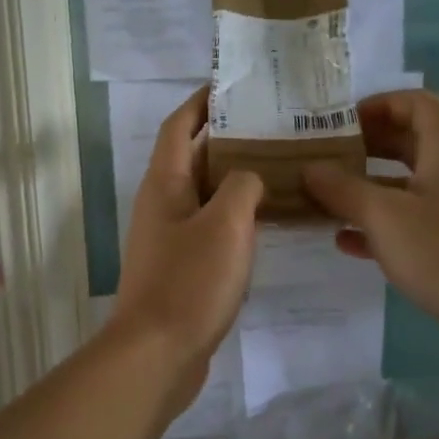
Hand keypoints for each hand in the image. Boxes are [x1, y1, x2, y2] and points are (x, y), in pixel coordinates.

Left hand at [110, 89, 263, 401]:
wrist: (158, 353)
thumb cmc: (190, 281)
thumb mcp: (227, 224)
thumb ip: (244, 186)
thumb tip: (250, 177)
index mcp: (164, 184)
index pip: (179, 126)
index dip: (202, 102)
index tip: (234, 85)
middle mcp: (161, 204)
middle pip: (193, 158)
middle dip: (228, 138)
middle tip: (274, 127)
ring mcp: (169, 238)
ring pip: (205, 195)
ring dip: (236, 179)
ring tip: (280, 168)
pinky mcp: (181, 267)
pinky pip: (211, 227)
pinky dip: (236, 217)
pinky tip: (268, 221)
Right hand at [302, 90, 438, 341]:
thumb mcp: (382, 215)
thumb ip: (342, 189)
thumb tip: (309, 169)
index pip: (415, 103)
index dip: (377, 105)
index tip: (340, 122)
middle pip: (410, 141)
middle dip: (367, 147)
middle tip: (326, 157)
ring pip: (408, 184)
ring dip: (369, 187)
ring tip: (327, 197)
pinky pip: (414, 219)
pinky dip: (382, 223)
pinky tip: (346, 241)